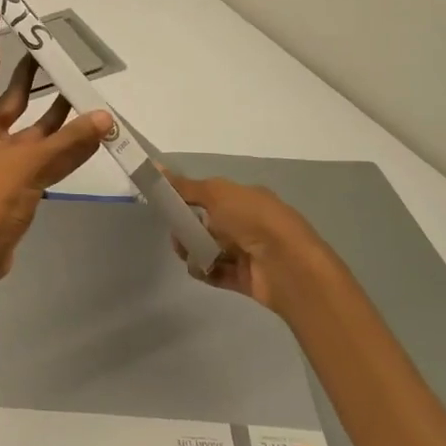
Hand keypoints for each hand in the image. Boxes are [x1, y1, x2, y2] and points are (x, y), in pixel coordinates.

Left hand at [0, 11, 112, 289]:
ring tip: (83, 84)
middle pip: (14, 90)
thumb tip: (104, 117)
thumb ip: (68, 142)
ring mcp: (2, 153)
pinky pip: (44, 149)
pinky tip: (89, 128)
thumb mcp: (28, 166)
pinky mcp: (16, 175)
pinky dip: (64, 141)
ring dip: (57, 107)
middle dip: (34, 69)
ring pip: (34, 121)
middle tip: (56, 44)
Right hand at [164, 172, 333, 318]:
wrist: (288, 266)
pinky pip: (217, 272)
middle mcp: (248, 223)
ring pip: (210, 249)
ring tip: (187, 253)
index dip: (189, 199)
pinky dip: (204, 270)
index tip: (168, 204)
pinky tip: (198, 268)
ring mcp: (248, 252)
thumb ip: (185, 186)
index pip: (212, 196)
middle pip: (208, 224)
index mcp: (246, 199)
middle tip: (177, 232)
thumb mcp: (216, 193)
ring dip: (193, 250)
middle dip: (187, 228)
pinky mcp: (245, 278)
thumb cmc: (253, 220)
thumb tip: (157, 167)